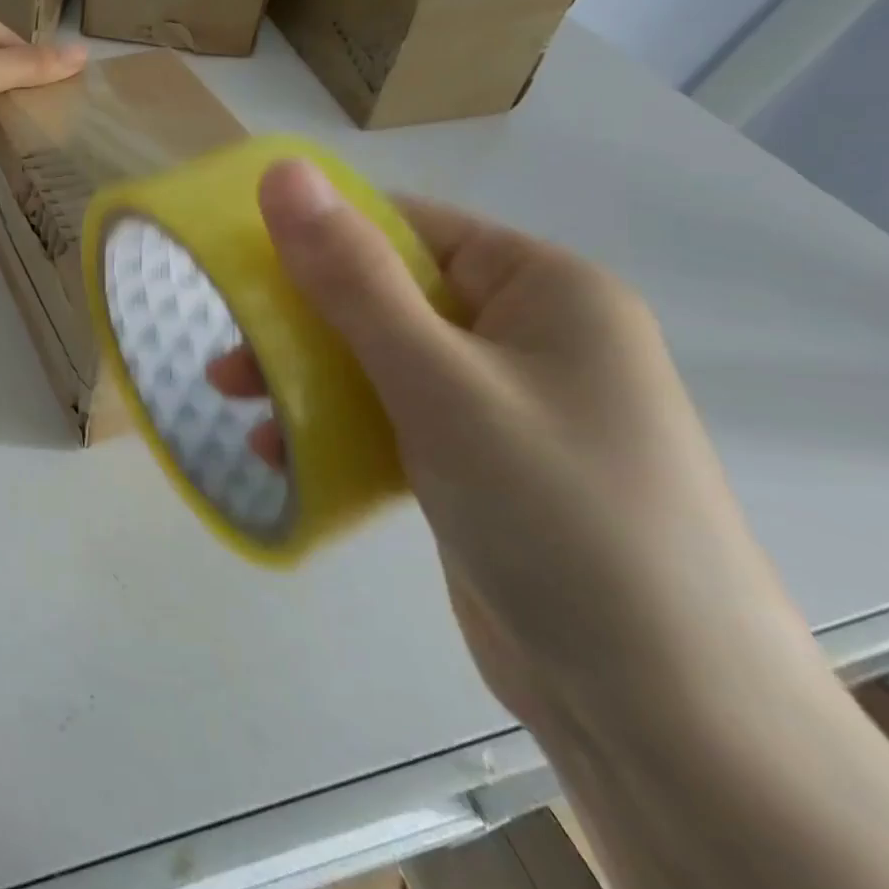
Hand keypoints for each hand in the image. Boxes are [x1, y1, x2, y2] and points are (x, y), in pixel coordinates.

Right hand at [206, 160, 808, 734]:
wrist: (661, 715)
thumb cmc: (552, 510)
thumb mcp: (436, 381)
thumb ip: (351, 277)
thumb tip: (282, 172)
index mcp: (542, 288)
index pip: (407, 227)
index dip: (319, 235)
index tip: (238, 263)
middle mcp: (529, 333)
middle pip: (385, 296)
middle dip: (299, 323)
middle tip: (227, 352)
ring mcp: (505, 401)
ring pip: (379, 359)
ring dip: (306, 376)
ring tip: (237, 401)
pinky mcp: (480, 461)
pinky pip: (393, 416)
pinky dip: (337, 426)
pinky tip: (284, 454)